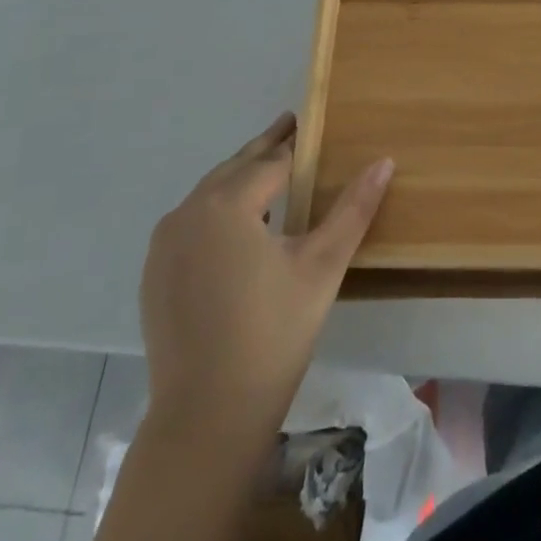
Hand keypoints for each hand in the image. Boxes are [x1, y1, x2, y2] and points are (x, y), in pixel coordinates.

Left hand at [139, 112, 391, 435]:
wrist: (207, 417)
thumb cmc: (273, 334)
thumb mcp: (322, 265)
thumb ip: (353, 208)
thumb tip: (384, 161)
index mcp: (225, 205)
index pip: (271, 162)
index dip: (296, 144)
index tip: (311, 123)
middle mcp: (187, 214)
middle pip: (235, 169)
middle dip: (265, 148)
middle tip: (290, 125)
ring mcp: (164, 246)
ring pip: (209, 194)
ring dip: (240, 177)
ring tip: (271, 169)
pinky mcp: (155, 274)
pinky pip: (192, 223)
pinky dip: (218, 209)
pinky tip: (239, 223)